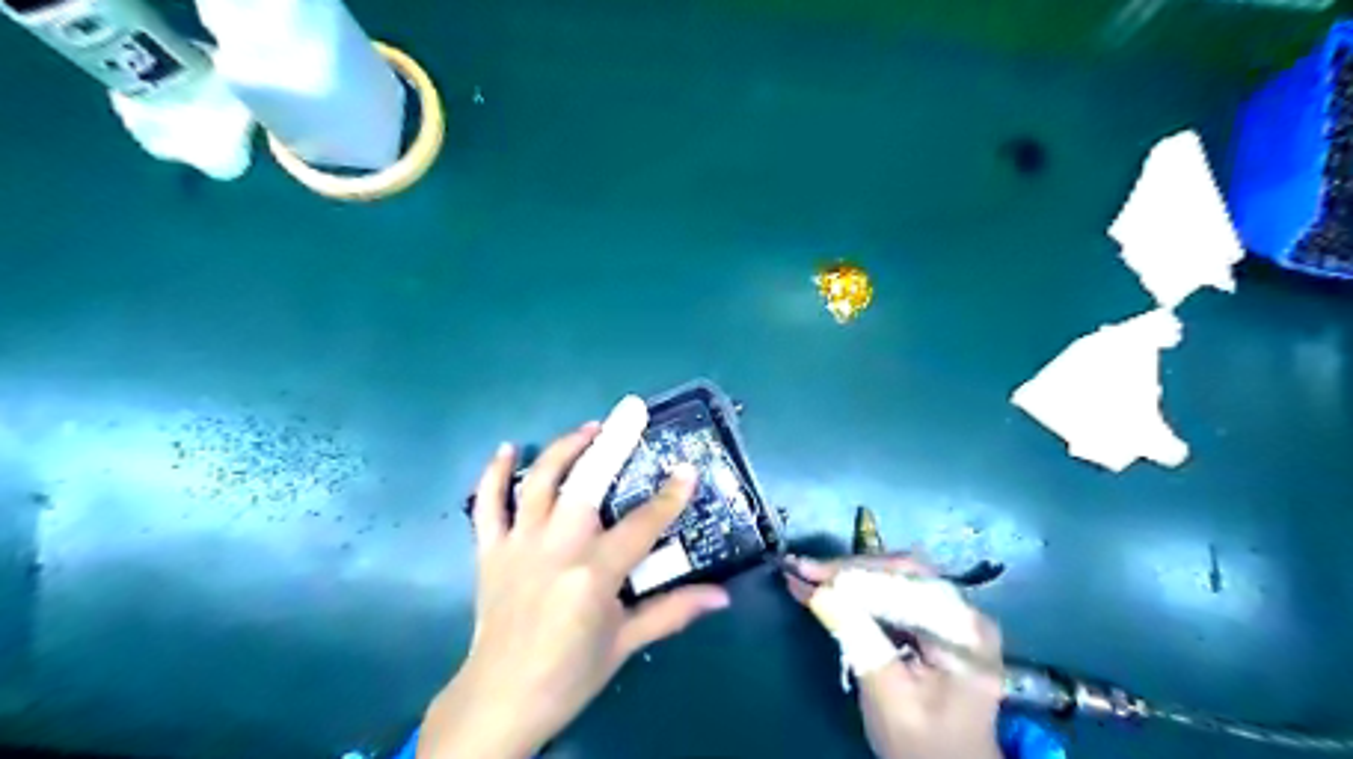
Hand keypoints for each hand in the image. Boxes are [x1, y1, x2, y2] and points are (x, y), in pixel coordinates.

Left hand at [421, 397, 729, 758]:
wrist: (500, 699)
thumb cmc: (569, 674)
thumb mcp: (625, 643)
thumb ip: (673, 611)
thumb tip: (722, 596)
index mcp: (594, 574)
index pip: (642, 525)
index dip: (670, 497)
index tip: (688, 469)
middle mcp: (556, 549)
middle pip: (588, 484)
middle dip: (614, 443)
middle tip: (631, 411)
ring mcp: (519, 545)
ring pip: (540, 483)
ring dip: (565, 449)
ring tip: (589, 427)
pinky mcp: (490, 550)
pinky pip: (487, 504)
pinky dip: (494, 474)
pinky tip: (509, 448)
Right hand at [783, 552, 1002, 758]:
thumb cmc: (922, 745)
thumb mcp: (887, 696)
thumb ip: (856, 638)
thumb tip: (815, 590)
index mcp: (964, 631)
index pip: (903, 584)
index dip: (851, 574)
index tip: (804, 572)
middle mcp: (966, 611)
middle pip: (901, 571)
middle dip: (849, 569)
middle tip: (802, 569)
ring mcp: (954, 613)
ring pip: (896, 575)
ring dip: (851, 575)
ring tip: (809, 573)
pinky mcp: (938, 619)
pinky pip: (895, 590)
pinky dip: (861, 588)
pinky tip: (832, 587)